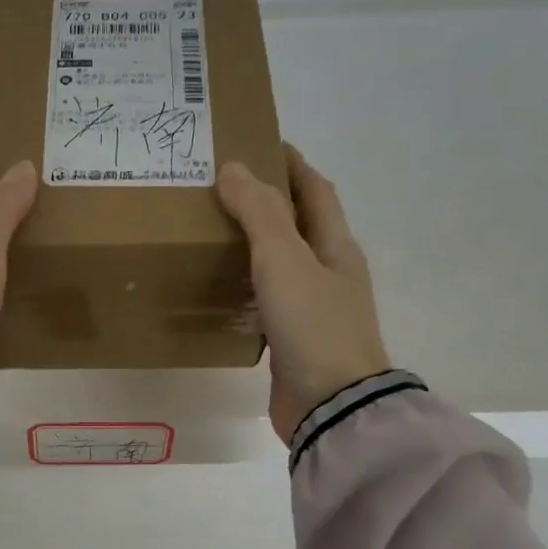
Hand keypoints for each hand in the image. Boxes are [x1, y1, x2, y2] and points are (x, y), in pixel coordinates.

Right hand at [218, 144, 390, 442]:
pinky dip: (248, 286)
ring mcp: (314, 309)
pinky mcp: (294, 340)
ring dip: (255, 245)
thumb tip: (234, 168)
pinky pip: (269, 300)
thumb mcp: (285, 261)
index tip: (258, 142)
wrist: (332, 406)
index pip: (315, 191)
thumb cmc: (314, 326)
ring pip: (282, 264)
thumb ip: (259, 213)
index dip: (291, 165)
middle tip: (221, 189)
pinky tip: (220, 288)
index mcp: (335, 246)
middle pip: (299, 225)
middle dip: (268, 202)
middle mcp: (329, 273)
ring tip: (212, 232)